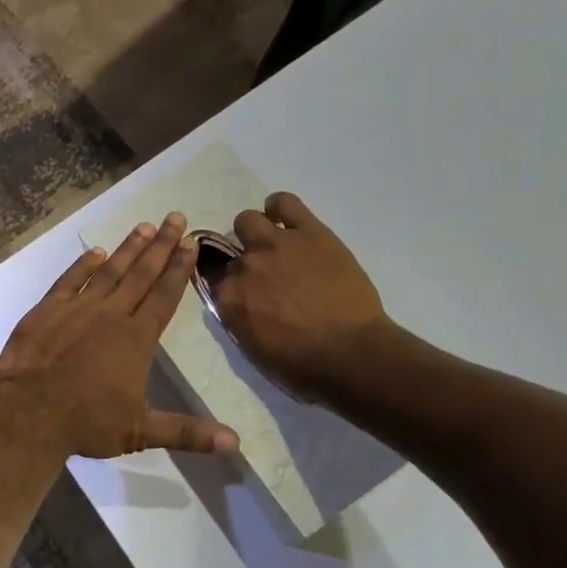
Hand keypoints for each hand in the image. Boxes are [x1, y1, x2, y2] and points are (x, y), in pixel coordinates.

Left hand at [0, 213, 238, 459]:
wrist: (29, 414)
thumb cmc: (88, 423)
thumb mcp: (141, 431)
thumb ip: (188, 433)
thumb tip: (236, 444)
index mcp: (137, 339)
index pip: (164, 296)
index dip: (179, 269)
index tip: (191, 244)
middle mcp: (111, 315)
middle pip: (141, 274)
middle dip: (161, 246)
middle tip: (175, 218)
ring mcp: (78, 308)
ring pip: (109, 271)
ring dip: (128, 248)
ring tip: (145, 226)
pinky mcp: (48, 310)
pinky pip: (69, 280)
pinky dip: (83, 265)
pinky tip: (95, 251)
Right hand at [212, 192, 393, 403]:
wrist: (351, 353)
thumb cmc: (303, 365)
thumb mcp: (255, 348)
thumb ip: (239, 317)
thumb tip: (240, 303)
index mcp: (228, 298)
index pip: (215, 279)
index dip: (231, 285)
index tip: (244, 292)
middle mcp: (244, 266)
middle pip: (230, 250)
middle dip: (244, 260)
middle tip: (266, 274)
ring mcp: (275, 244)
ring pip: (248, 220)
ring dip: (255, 232)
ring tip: (275, 244)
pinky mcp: (308, 231)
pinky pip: (284, 203)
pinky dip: (279, 207)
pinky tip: (285, 219)